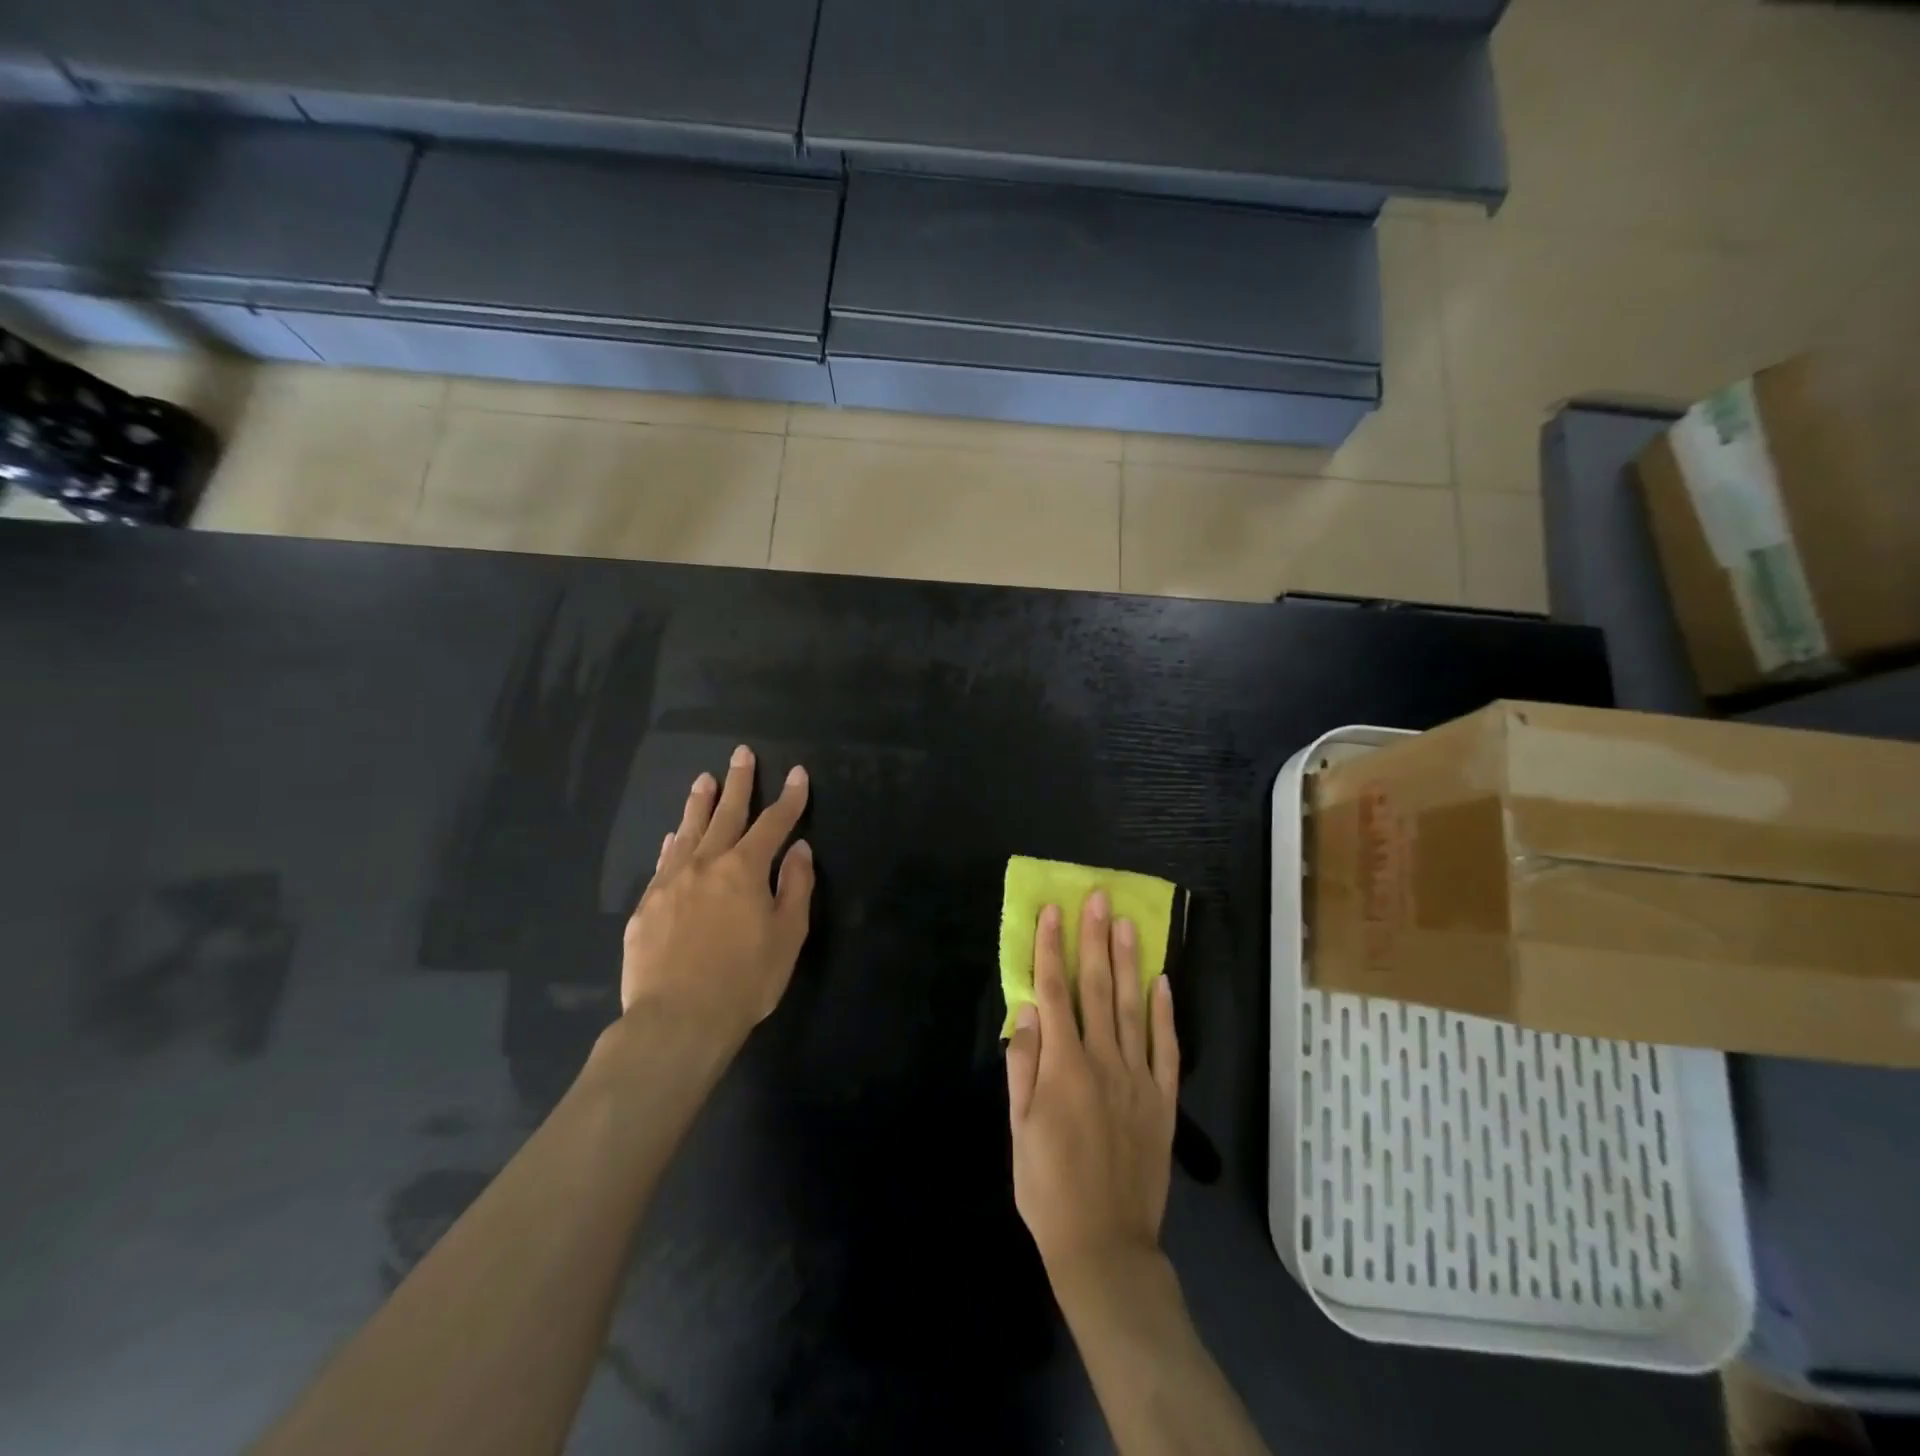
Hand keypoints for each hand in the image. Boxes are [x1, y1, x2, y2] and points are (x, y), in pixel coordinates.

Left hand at [620, 745, 814, 1043]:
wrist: (677, 1020)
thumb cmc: (744, 980)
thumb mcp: (788, 936)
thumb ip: (795, 887)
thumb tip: (798, 848)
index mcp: (745, 869)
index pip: (773, 823)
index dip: (789, 798)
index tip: (797, 774)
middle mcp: (706, 864)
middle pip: (727, 814)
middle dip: (739, 782)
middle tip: (741, 753)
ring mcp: (671, 882)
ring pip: (688, 831)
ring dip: (699, 803)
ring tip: (704, 779)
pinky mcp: (646, 906)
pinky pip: (663, 862)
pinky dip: (672, 843)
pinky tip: (673, 836)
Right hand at [1005, 892, 1179, 1282]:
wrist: (1104, 1244)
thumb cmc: (1047, 1187)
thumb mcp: (1018, 1128)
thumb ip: (1022, 1065)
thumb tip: (1027, 1010)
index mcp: (1062, 1066)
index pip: (1055, 992)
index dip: (1052, 948)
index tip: (1053, 911)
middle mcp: (1103, 1060)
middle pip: (1096, 988)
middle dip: (1094, 939)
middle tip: (1098, 898)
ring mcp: (1138, 1078)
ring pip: (1132, 1007)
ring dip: (1128, 962)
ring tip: (1127, 923)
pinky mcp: (1163, 1100)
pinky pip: (1166, 1047)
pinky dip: (1165, 1013)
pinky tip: (1161, 982)